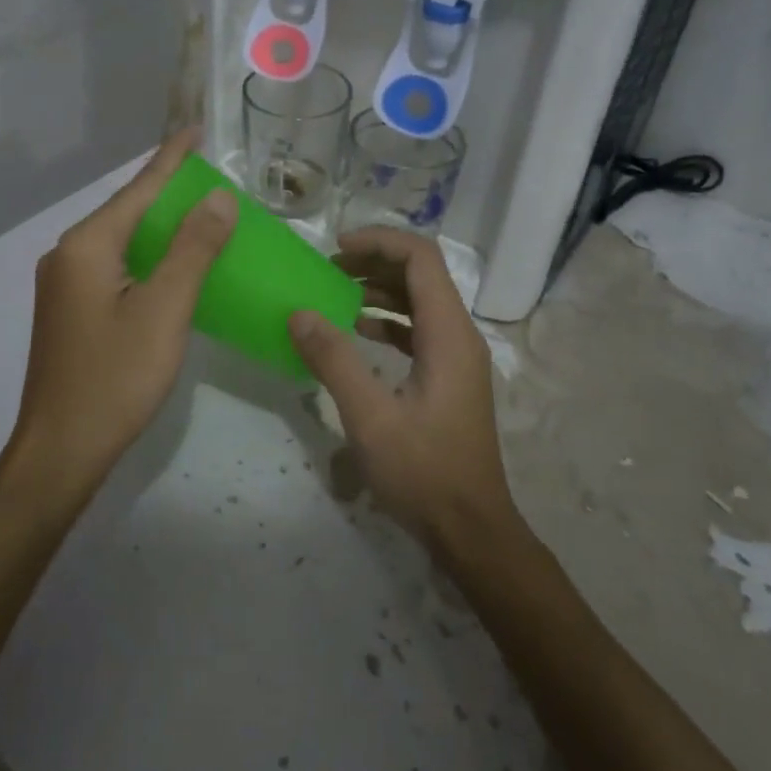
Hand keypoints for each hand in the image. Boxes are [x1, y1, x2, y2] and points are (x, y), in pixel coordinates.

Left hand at [8, 128, 236, 490]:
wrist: (60, 450)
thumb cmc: (115, 378)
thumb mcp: (164, 310)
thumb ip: (192, 249)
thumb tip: (218, 197)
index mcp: (87, 246)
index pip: (138, 189)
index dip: (171, 159)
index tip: (196, 130)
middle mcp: (68, 255)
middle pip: (127, 211)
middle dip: (169, 190)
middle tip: (211, 176)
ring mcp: (65, 285)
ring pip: (121, 240)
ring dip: (160, 225)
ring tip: (200, 212)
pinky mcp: (71, 311)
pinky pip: (115, 266)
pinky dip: (148, 256)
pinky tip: (172, 263)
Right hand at [287, 227, 519, 553]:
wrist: (471, 528)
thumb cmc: (424, 472)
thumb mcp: (370, 417)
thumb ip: (334, 360)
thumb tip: (299, 313)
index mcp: (448, 334)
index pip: (421, 259)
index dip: (380, 242)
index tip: (336, 248)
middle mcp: (459, 336)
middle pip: (421, 275)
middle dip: (374, 262)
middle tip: (327, 269)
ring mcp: (457, 358)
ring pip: (420, 302)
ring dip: (380, 290)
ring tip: (335, 293)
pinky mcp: (449, 378)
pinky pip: (419, 331)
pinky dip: (388, 321)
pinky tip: (357, 332)